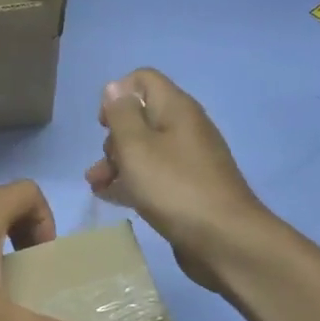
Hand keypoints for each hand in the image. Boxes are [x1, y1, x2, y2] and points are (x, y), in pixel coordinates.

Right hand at [85, 69, 272, 284]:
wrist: (225, 241)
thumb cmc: (174, 187)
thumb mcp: (136, 146)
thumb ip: (121, 115)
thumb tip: (115, 88)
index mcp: (176, 109)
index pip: (143, 79)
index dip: (117, 95)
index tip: (104, 124)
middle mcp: (185, 128)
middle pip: (141, 117)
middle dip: (113, 137)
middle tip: (103, 163)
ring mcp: (189, 160)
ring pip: (145, 150)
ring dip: (116, 163)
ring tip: (95, 185)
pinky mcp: (189, 189)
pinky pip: (154, 175)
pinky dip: (132, 181)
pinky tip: (111, 196)